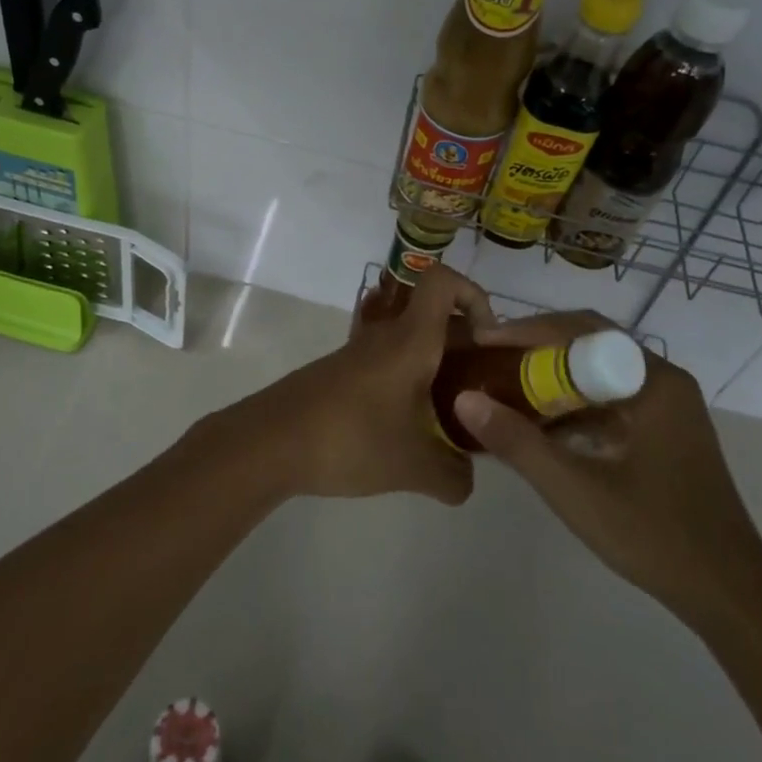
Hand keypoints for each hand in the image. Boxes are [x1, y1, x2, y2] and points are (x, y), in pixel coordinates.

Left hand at [235, 264, 496, 505]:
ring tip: (452, 412)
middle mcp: (386, 335)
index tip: (489, 338)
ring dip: (436, 364)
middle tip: (483, 386)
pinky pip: (388, 361)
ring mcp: (360, 352)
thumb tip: (468, 481)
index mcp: (411, 340)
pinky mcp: (342, 372)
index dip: (473, 294)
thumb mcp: (413, 467)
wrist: (271, 442)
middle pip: (433, 314)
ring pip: (410, 339)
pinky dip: (408, 380)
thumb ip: (453, 476)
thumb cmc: (350, 439)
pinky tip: (410, 426)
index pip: (442, 281)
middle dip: (465, 341)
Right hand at [454, 326, 761, 631]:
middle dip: (537, 349)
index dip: (529, 330)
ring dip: (554, 377)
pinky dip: (573, 404)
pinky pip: (610, 399)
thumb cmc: (656, 535)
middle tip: (491, 357)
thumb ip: (518, 442)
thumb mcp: (575, 489)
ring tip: (506, 386)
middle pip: (590, 344)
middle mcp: (664, 381)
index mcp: (654, 381)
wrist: (730, 595)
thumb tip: (464, 398)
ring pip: (599, 372)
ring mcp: (667, 407)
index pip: (582, 330)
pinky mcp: (664, 432)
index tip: (486, 339)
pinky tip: (541, 425)